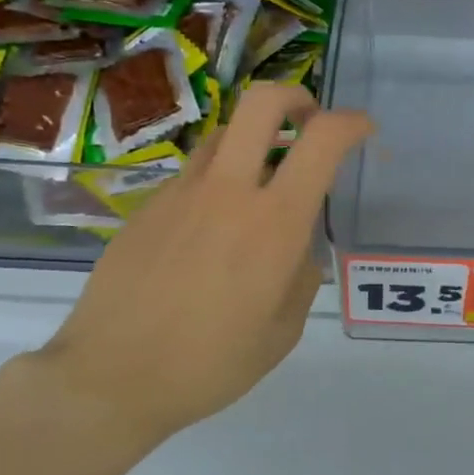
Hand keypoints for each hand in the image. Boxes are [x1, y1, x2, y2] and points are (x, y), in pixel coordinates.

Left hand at [33, 84, 371, 445]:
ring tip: (260, 177)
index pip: (321, 141)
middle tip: (308, 120)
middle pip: (262, 103)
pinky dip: (217, 178)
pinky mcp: (148, 206)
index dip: (350, 122)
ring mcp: (181, 193)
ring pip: (224, 132)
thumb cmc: (210, 363)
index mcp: (274, 222)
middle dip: (295, 97)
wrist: (111, 378)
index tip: (362, 130)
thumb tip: (296, 248)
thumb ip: (301, 275)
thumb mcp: (283, 331)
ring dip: (253, 138)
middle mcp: (228, 191)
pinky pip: (193, 172)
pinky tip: (212, 225)